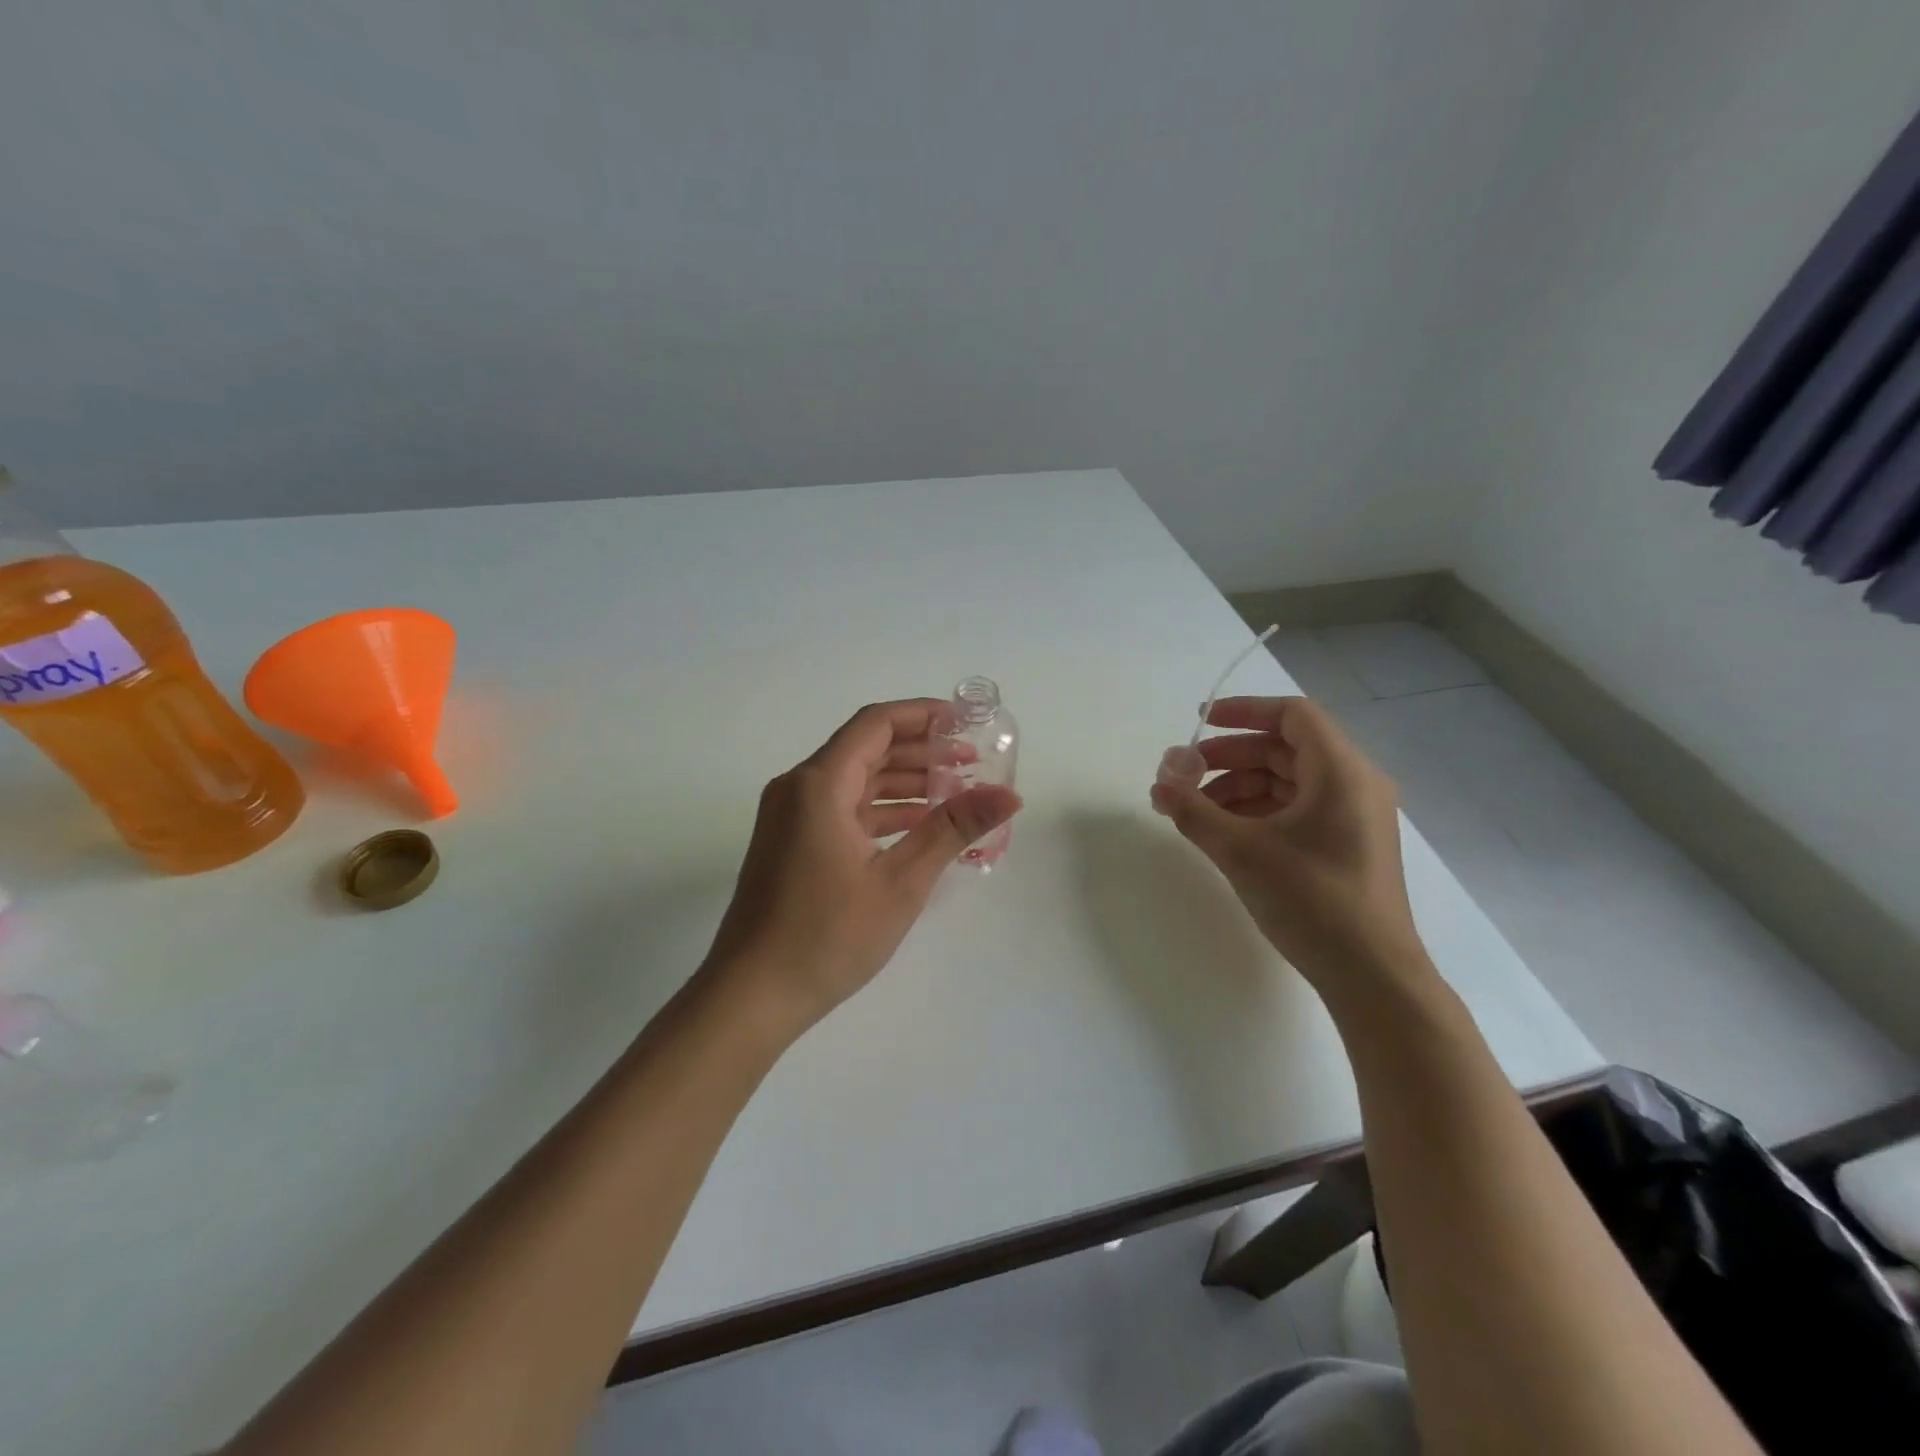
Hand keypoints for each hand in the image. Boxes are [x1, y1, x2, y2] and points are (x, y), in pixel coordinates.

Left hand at [704, 699, 1022, 1037]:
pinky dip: (881, 810)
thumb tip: (1009, 795)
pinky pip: (842, 809)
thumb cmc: (827, 936)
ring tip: (956, 793)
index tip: (966, 723)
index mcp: (819, 784)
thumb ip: (952, 829)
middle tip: (972, 763)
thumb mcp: (900, 882)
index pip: (876, 724)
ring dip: (903, 782)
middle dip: (921, 751)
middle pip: (866, 749)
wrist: (751, 995)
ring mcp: (790, 817)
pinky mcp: (791, 843)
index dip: (923, 715)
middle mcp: (799, 788)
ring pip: (855, 780)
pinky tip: (919, 826)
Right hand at [1149, 696, 1430, 1006]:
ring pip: (1289, 781)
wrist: (1372, 976)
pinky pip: (1298, 809)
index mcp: (1341, 771)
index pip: (1292, 715)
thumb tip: (1159, 785)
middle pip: (1286, 748)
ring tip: (1196, 811)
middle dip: (1230, 756)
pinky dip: (1259, 811)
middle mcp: (1354, 784)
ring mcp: (1354, 816)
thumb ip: (1194, 811)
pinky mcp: (1348, 845)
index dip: (1243, 711)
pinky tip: (1224, 832)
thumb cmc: (1311, 900)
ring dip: (1239, 786)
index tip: (1200, 722)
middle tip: (1186, 774)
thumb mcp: (1241, 851)